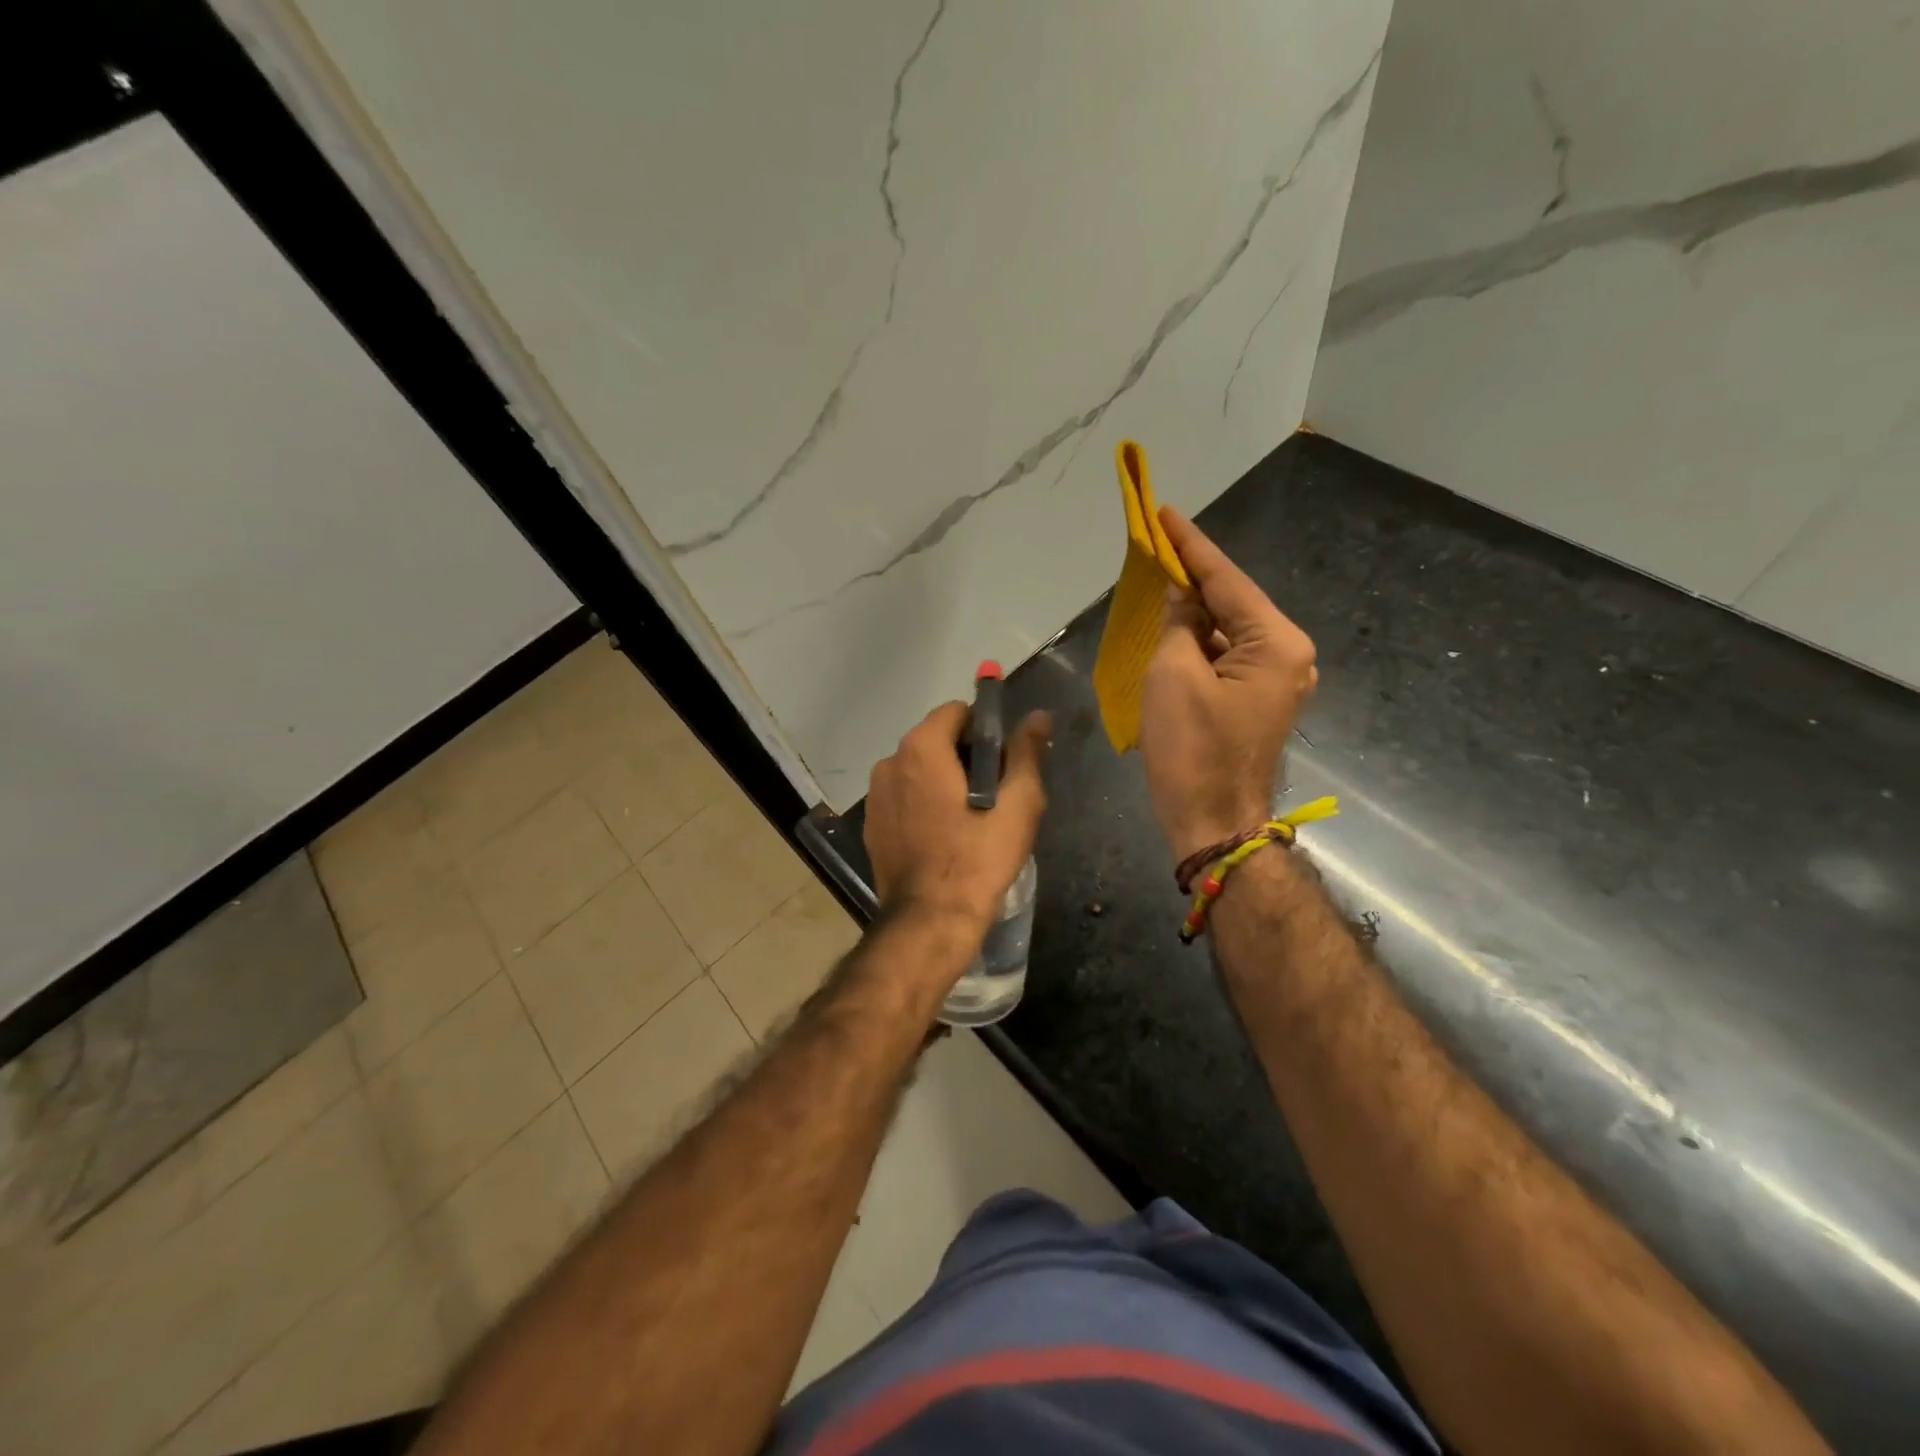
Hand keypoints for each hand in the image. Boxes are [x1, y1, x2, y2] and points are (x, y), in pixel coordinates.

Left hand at [865, 701, 1050, 934]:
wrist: (930, 920)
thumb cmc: (978, 859)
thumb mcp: (1017, 804)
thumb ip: (1026, 753)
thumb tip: (1038, 716)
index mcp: (922, 748)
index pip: (957, 712)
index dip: (985, 731)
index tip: (1003, 763)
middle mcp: (890, 762)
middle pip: (936, 740)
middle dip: (965, 757)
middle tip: (994, 794)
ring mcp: (875, 795)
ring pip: (919, 770)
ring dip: (943, 781)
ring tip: (970, 819)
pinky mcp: (872, 825)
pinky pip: (904, 798)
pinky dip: (923, 804)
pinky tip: (944, 836)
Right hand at [1139, 507, 1317, 861]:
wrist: (1213, 823)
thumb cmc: (1192, 750)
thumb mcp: (1173, 676)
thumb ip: (1179, 624)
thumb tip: (1182, 595)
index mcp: (1277, 643)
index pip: (1227, 580)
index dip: (1191, 546)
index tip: (1165, 512)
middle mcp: (1289, 656)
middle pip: (1233, 603)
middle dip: (1194, 579)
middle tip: (1157, 547)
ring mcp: (1278, 681)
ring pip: (1229, 631)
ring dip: (1195, 613)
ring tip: (1159, 584)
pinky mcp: (1260, 701)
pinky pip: (1228, 658)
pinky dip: (1200, 644)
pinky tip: (1174, 631)